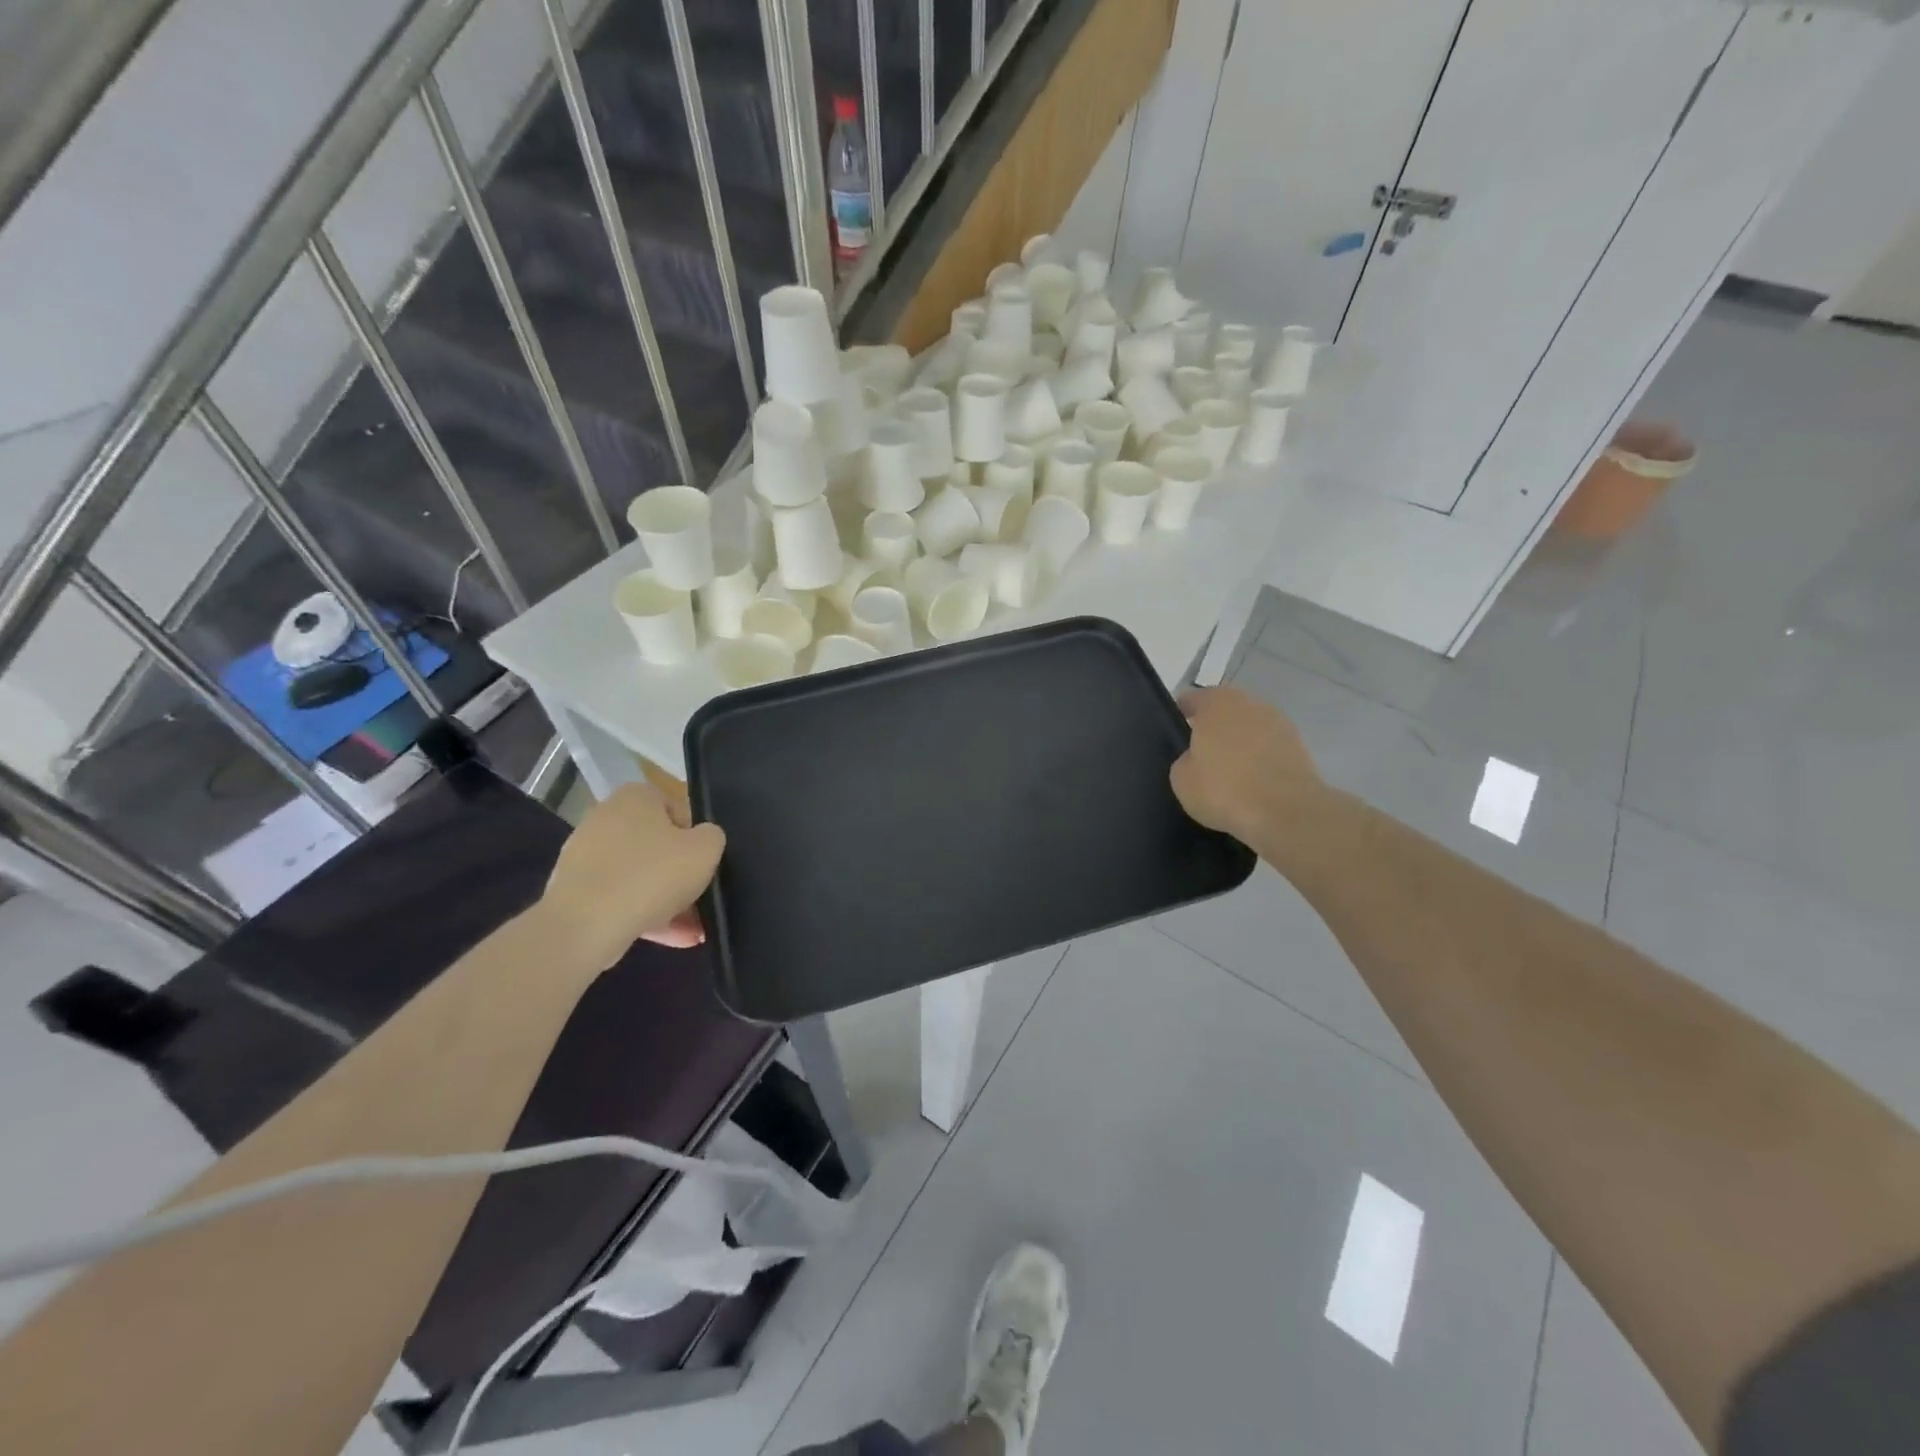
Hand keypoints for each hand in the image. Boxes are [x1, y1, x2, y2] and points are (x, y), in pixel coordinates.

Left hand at [541, 783, 726, 968]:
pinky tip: (672, 939)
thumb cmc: (652, 875)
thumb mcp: (706, 849)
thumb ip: (712, 837)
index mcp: (635, 797)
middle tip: (700, 900)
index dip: (694, 837)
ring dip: (667, 901)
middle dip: (679, 875)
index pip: (674, 808)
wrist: (585, 926)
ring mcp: (585, 856)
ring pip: (639, 877)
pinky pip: (619, 899)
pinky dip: (644, 915)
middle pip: (656, 846)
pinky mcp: (575, 892)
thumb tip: (702, 840)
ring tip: (693, 932)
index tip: (702, 863)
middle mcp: (605, 818)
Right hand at [1170, 686, 1325, 847]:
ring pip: (1249, 730)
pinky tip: (1251, 785)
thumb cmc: (1224, 788)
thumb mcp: (1181, 779)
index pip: (1191, 699)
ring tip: (1228, 775)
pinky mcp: (1300, 747)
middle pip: (1224, 712)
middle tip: (1200, 758)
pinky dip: (1259, 761)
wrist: (1286, 812)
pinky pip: (1268, 750)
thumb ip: (1185, 759)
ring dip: (1239, 745)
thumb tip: (1197, 758)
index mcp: (1216, 702)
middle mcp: (1250, 703)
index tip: (1174, 736)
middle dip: (1213, 730)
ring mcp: (1279, 723)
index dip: (1179, 716)